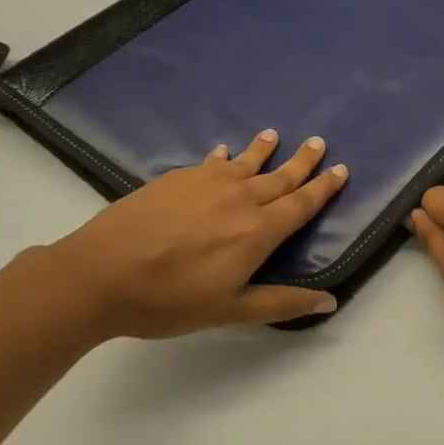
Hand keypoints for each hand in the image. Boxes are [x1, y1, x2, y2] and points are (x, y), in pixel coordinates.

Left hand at [45, 131, 347, 339]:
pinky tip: (222, 152)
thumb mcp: (230, 310)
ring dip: (264, 149)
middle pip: (280, 176)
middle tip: (319, 142)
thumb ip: (281, 302)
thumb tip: (330, 301)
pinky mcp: (178, 178)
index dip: (324, 187)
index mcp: (259, 231)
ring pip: (246, 162)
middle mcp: (240, 198)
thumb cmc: (170, 299)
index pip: (301, 204)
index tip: (341, 169)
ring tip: (274, 134)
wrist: (101, 273)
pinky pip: (211, 162)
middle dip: (302, 160)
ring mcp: (207, 183)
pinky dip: (223, 156)